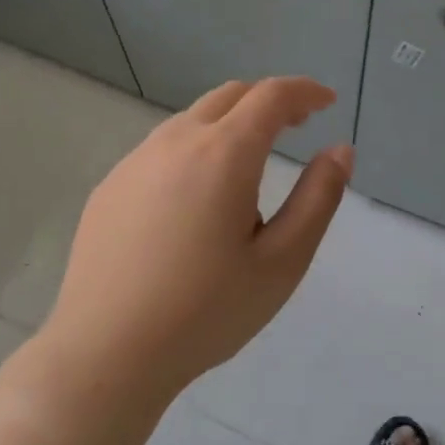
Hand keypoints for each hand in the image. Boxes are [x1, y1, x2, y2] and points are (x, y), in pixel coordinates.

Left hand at [36, 77, 351, 401]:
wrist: (106, 353)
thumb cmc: (206, 312)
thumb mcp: (282, 262)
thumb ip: (318, 199)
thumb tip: (339, 151)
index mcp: (223, 154)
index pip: (271, 96)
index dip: (305, 91)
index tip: (327, 102)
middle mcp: (174, 142)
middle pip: (229, 96)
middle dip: (269, 101)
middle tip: (296, 126)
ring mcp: (134, 162)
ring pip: (192, 120)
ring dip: (230, 126)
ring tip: (249, 172)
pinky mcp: (109, 188)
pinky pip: (161, 150)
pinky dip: (194, 151)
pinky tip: (195, 202)